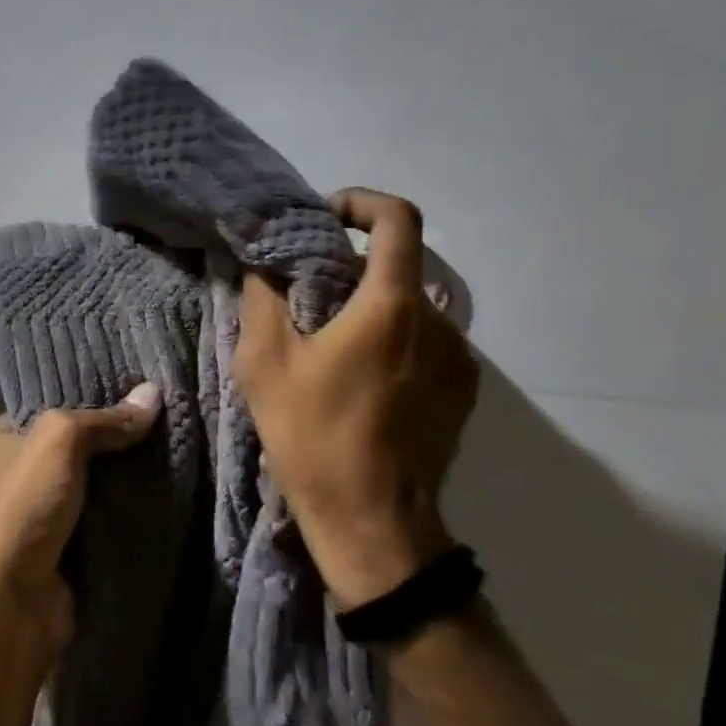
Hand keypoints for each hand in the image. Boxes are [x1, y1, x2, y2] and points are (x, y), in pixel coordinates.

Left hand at [0, 384, 162, 659]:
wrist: (8, 605)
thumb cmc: (22, 507)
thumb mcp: (59, 442)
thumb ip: (106, 419)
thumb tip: (154, 393)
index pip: (51, 405)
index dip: (92, 395)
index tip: (138, 385)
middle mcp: (15, 471)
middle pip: (76, 444)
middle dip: (116, 436)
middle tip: (166, 415)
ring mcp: (40, 512)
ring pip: (93, 482)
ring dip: (127, 474)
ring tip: (175, 445)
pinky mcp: (63, 548)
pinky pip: (102, 517)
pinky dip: (127, 509)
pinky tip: (166, 489)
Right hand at [237, 188, 479, 609]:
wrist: (373, 522)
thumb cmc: (314, 435)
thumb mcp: (265, 362)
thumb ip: (263, 295)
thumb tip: (262, 259)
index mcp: (393, 305)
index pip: (398, 219)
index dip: (362, 202)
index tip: (326, 219)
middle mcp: (439, 320)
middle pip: (398, 265)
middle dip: (351, 267)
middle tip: (307, 295)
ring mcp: (459, 358)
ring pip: (411, 305)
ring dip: (371, 306)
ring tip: (330, 342)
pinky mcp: (463, 390)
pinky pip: (425, 340)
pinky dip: (393, 337)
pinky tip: (360, 377)